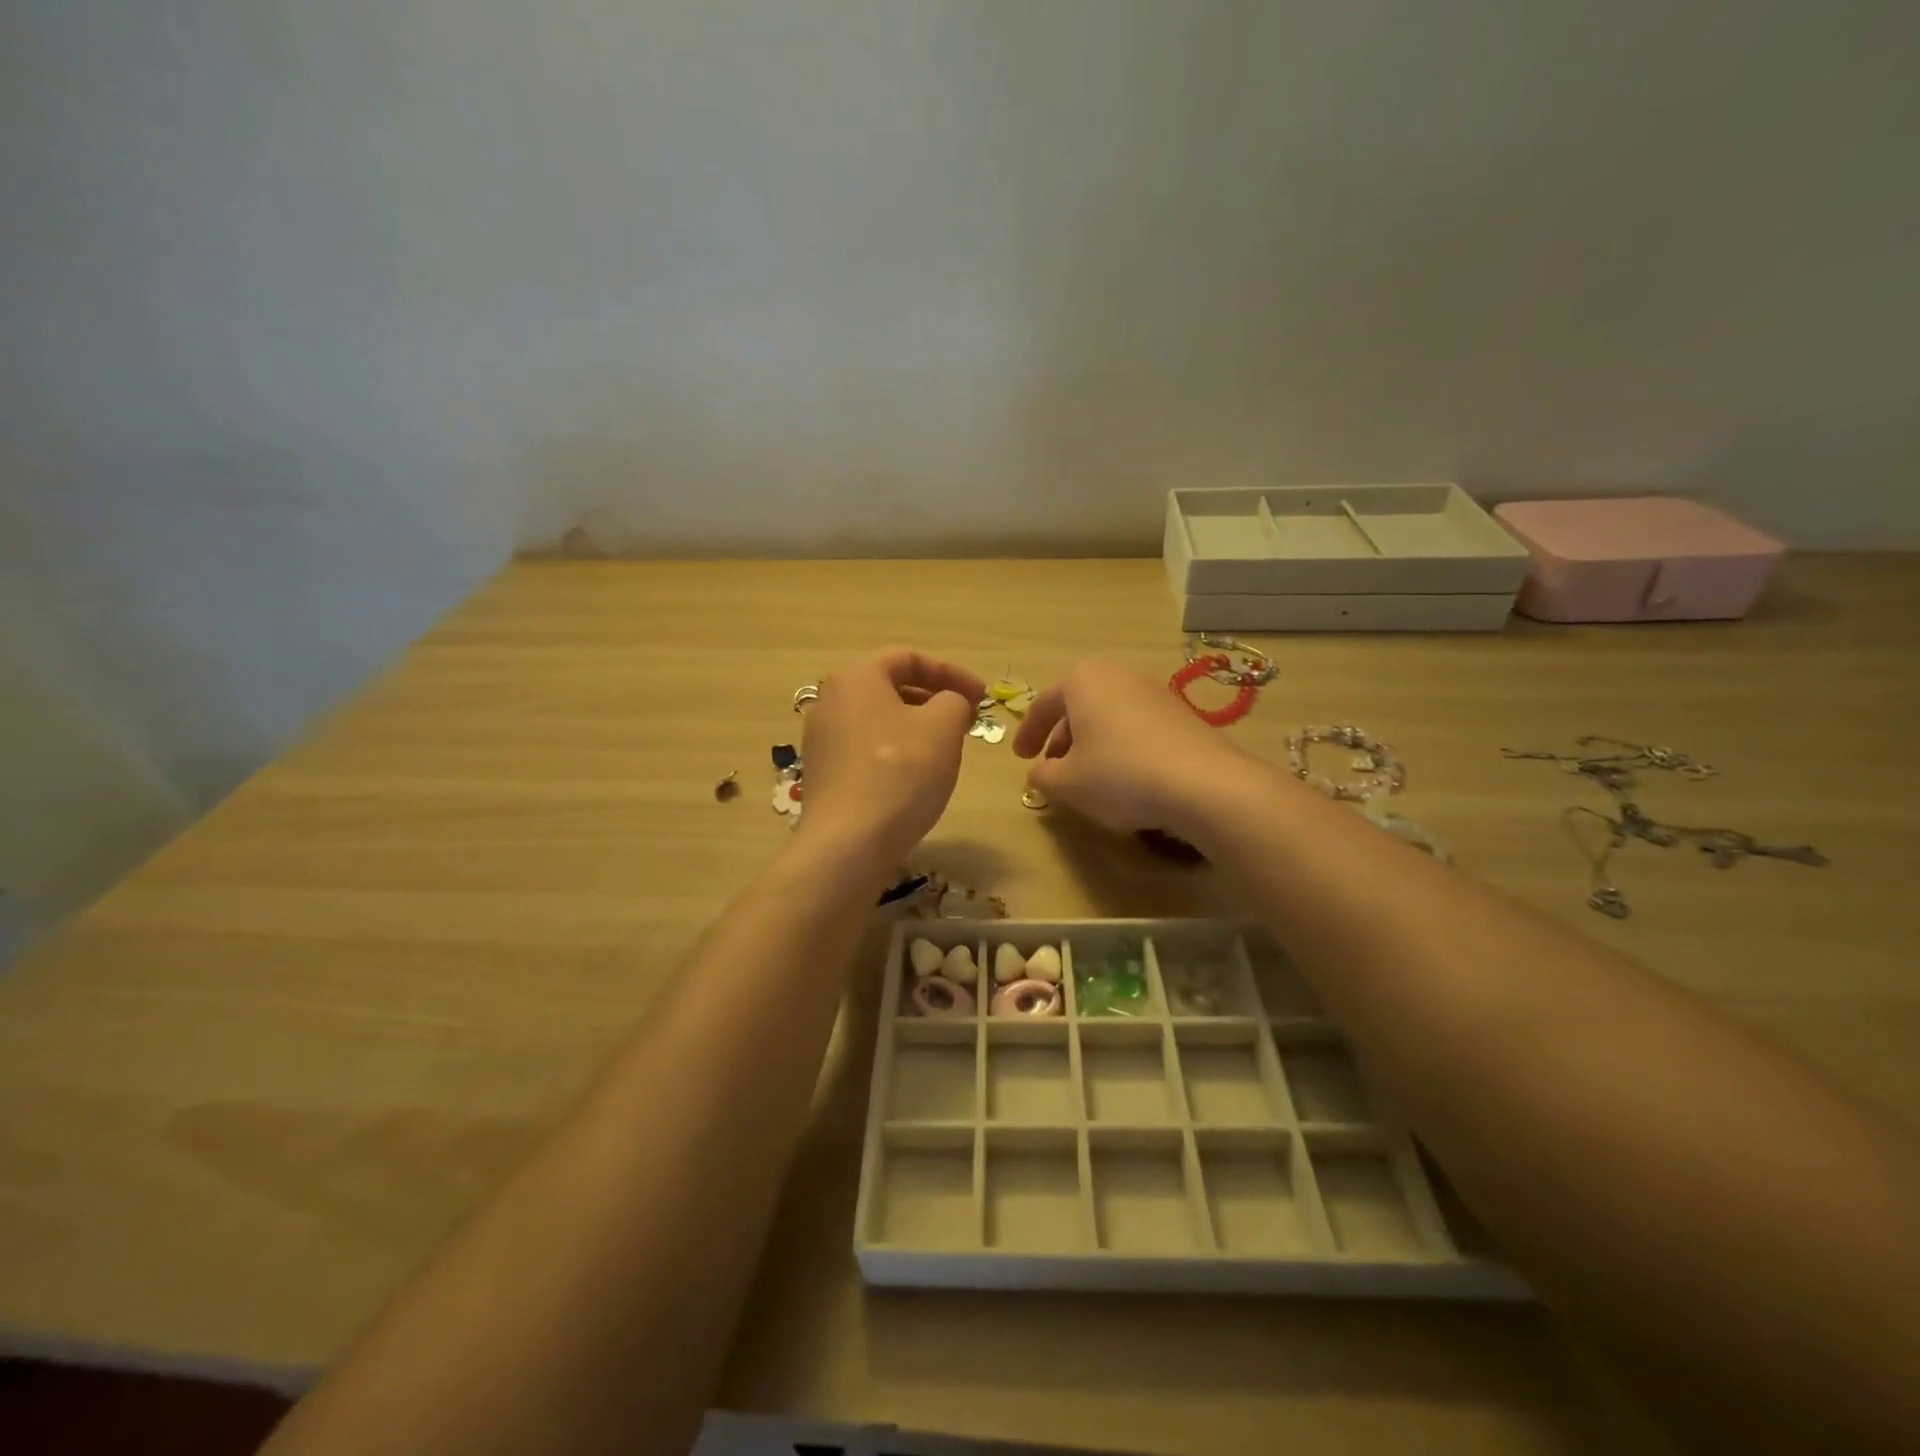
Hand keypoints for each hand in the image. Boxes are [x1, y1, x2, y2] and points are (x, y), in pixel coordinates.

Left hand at [797, 648, 985, 867]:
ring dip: (916, 728)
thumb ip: (954, 701)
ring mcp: (821, 741)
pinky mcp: (823, 776)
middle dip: (934, 700)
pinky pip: (866, 751)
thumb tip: (949, 704)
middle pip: (890, 688)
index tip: (981, 697)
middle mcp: (830, 702)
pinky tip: (915, 780)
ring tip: (945, 750)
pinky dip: (895, 753)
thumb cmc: (900, 772)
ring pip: (878, 721)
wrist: (849, 843)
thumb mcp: (943, 726)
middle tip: (966, 722)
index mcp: (856, 678)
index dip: (951, 672)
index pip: (908, 658)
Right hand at [1012, 660, 1250, 839]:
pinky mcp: (1180, 713)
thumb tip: (1039, 772)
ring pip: (1108, 715)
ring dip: (1091, 742)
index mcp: (1082, 681)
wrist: (1203, 784)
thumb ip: (1043, 776)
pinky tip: (1124, 776)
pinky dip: (1120, 745)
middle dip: (1061, 737)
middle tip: (1051, 766)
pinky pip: (1136, 725)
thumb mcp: (1067, 783)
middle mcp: (1118, 675)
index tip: (1020, 759)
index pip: (1042, 705)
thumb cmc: (1119, 775)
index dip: (1027, 734)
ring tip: (1086, 774)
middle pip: (1078, 705)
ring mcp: (1153, 691)